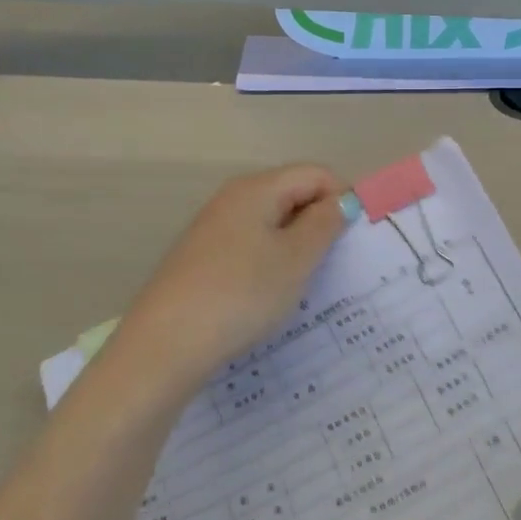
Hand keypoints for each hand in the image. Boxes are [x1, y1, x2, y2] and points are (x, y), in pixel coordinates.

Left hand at [114, 164, 347, 387]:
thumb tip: (342, 200)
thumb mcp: (296, 258)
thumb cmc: (242, 294)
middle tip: (335, 261)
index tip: (355, 237)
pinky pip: (250, 245)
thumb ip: (325, 223)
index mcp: (257, 188)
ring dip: (296, 244)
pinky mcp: (202, 257)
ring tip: (305, 281)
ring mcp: (213, 228)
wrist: (165, 345)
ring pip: (271, 222)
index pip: (316, 174)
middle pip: (292, 193)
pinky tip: (270, 293)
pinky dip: (270, 260)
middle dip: (320, 221)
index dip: (342, 197)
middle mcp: (232, 198)